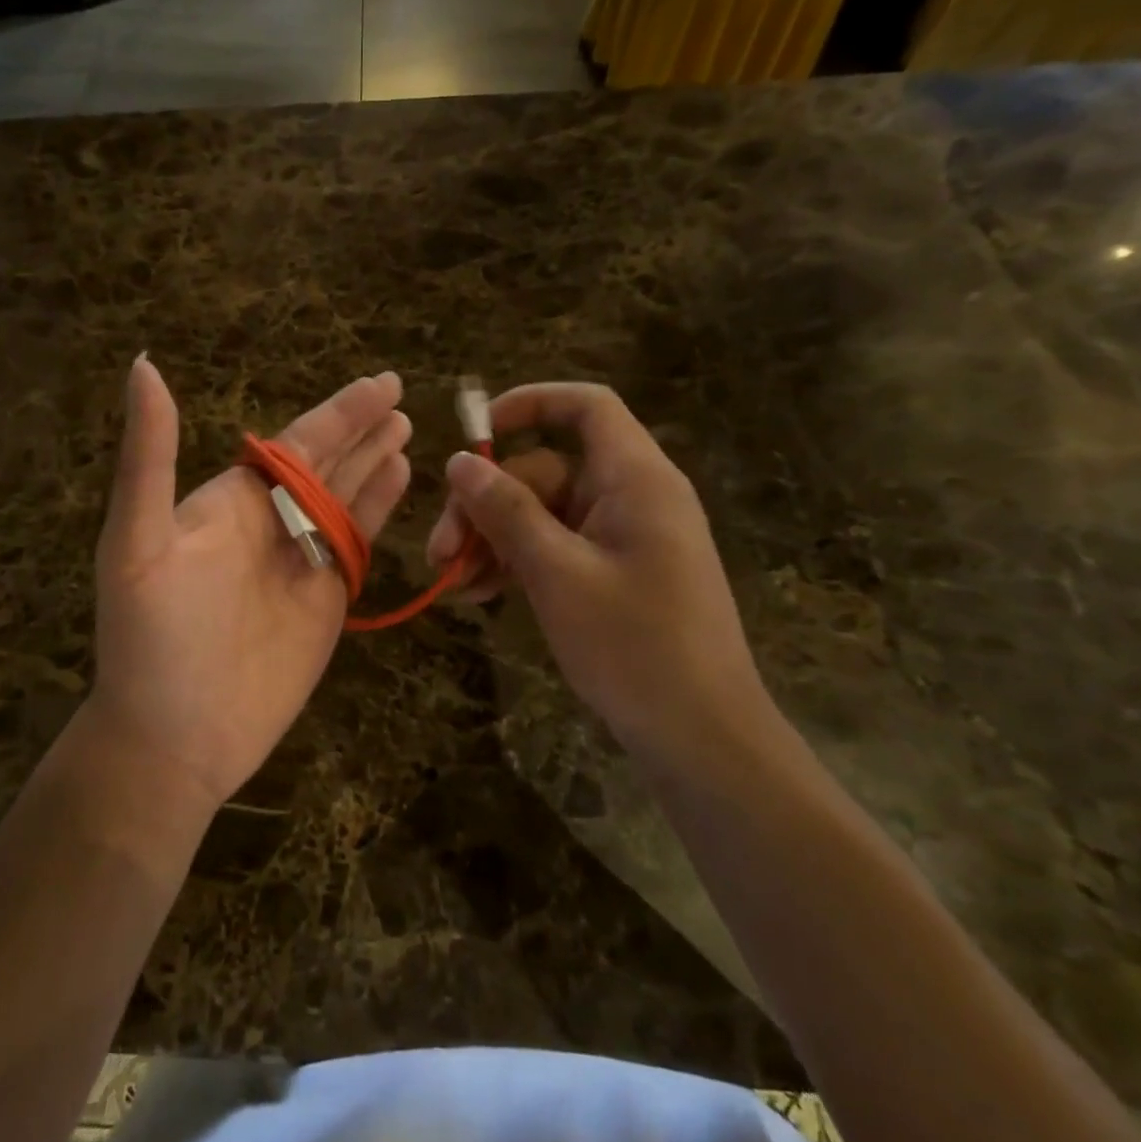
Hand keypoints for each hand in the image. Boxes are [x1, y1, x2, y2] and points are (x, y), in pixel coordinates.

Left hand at [84, 358, 412, 811]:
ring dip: (376, 461)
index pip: (295, 443)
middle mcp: (271, 523)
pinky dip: (381, 509)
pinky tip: (401, 479)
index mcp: (231, 502)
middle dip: (362, 429)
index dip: (339, 412)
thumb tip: (142, 364)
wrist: (174, 737)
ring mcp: (303, 562)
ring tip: (407, 428)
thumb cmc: (150, 639)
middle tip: (399, 392)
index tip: (378, 384)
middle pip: (328, 463)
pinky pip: (358, 542)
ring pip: (348, 497)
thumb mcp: (137, 540)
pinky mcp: (328, 600)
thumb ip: (149, 456)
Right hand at [425, 383, 770, 761]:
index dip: (529, 405)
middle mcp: (629, 498)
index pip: (586, 407)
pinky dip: (516, 564)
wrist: (700, 737)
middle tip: (440, 552)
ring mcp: (620, 538)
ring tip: (452, 584)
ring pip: (541, 514)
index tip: (476, 435)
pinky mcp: (611, 573)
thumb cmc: (634, 646)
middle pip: (544, 470)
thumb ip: (506, 511)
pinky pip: (554, 548)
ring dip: (492, 540)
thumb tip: (460, 460)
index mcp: (635, 479)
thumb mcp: (557, 574)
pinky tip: (478, 594)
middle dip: (485, 505)